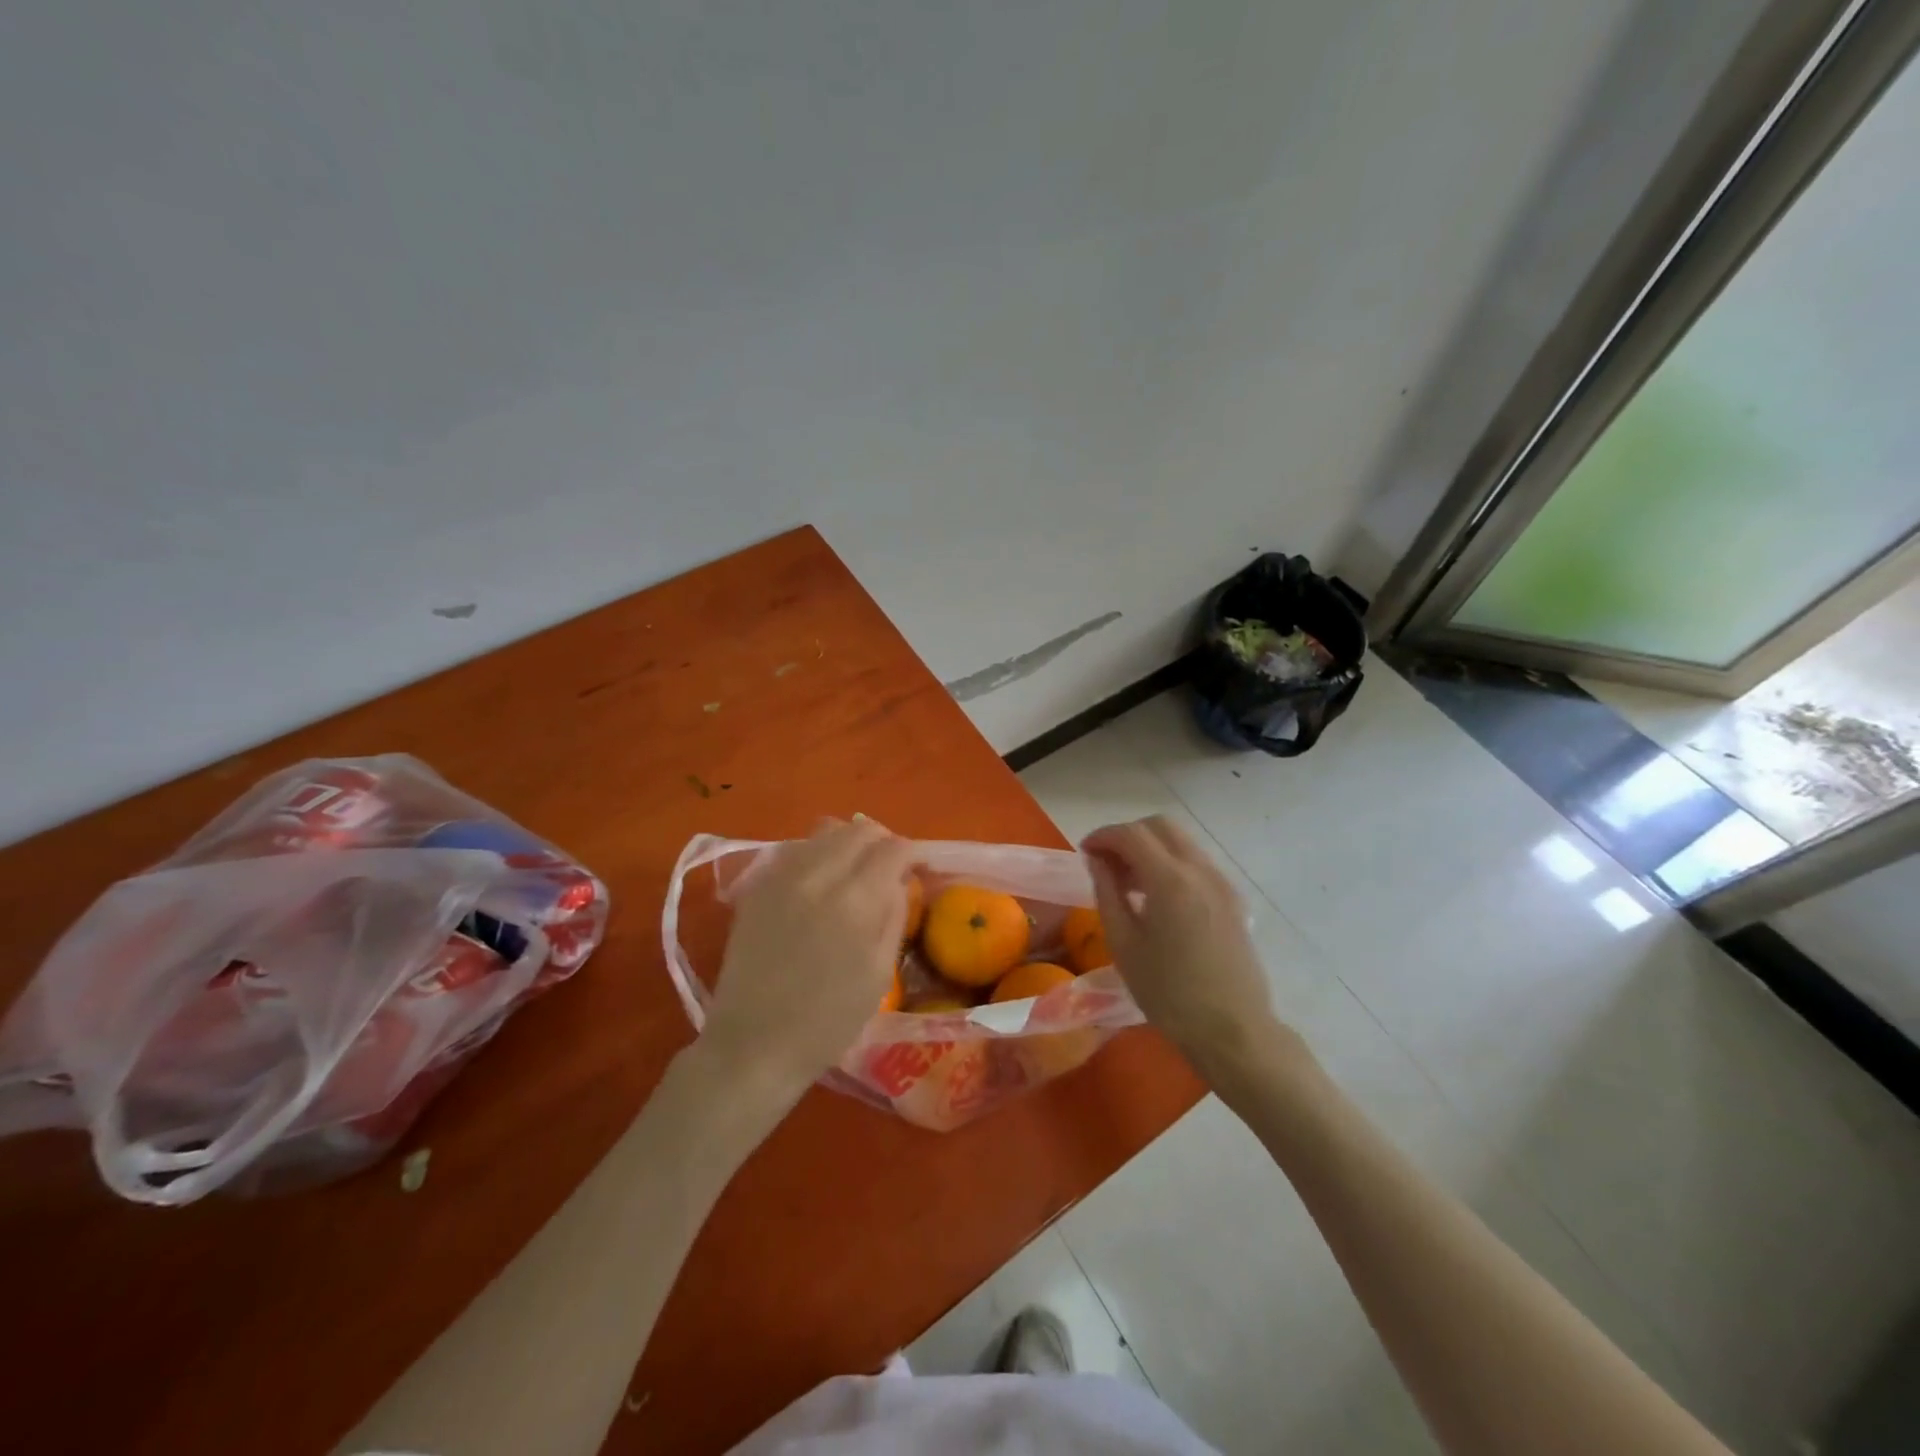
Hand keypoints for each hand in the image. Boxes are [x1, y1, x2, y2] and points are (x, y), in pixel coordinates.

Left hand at [701, 819, 913, 1102]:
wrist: (753, 1044)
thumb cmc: (827, 1021)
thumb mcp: (879, 974)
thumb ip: (894, 917)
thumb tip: (899, 881)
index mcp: (855, 900)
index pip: (894, 848)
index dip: (913, 854)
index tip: (920, 869)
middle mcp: (818, 874)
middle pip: (860, 828)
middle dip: (883, 842)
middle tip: (890, 868)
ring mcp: (782, 876)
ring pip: (826, 830)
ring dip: (849, 843)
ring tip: (855, 871)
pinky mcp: (757, 886)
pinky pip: (796, 849)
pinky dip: (817, 854)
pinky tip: (819, 883)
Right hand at [1082, 816, 1280, 1079]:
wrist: (1232, 1030)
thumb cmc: (1168, 993)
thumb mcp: (1124, 944)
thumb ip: (1107, 893)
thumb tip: (1097, 861)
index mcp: (1170, 880)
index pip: (1131, 834)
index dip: (1103, 836)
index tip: (1085, 852)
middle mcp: (1200, 870)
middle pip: (1160, 826)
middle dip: (1128, 835)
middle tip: (1106, 863)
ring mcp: (1222, 882)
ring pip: (1181, 842)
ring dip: (1150, 848)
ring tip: (1128, 882)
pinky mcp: (1233, 898)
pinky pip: (1196, 863)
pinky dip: (1171, 863)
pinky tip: (1157, 898)